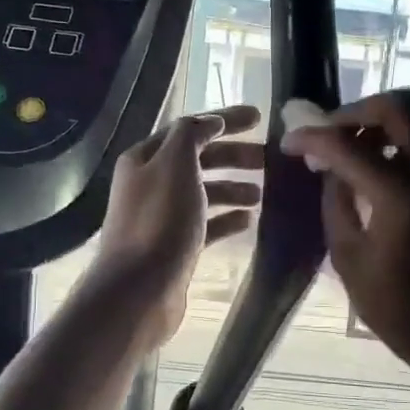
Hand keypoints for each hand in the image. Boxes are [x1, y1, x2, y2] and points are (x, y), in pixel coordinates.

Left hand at [95, 105, 263, 346]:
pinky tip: (249, 221)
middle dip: (234, 156)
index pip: (190, 128)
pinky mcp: (174, 246)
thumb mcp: (176, 164)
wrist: (139, 290)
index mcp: (146, 158)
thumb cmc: (160, 221)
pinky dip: (227, 219)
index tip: (260, 118)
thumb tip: (210, 122)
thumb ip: (192, 135)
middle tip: (269, 159)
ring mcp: (162, 217)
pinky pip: (206, 224)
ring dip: (233, 188)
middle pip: (199, 159)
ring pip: (204, 192)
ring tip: (263, 194)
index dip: (225, 120)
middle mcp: (151, 183)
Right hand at [281, 90, 409, 383]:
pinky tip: (379, 173)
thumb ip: (337, 203)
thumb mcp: (349, 259)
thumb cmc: (400, 310)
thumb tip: (331, 168)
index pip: (348, 144)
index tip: (291, 142)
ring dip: (380, 124)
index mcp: (401, 196)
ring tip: (352, 151)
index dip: (312, 136)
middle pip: (398, 106)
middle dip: (355, 111)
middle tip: (331, 135)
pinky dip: (400, 143)